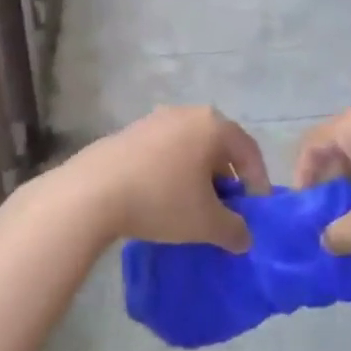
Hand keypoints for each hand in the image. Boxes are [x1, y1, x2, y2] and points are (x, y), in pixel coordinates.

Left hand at [52, 106, 270, 252]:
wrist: (92, 193)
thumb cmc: (161, 200)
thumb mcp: (206, 223)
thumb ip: (235, 230)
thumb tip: (244, 237)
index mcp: (213, 125)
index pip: (249, 151)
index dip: (258, 182)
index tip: (256, 211)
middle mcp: (186, 113)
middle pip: (219, 146)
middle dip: (226, 179)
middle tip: (226, 209)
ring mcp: (154, 119)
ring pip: (190, 148)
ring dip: (198, 175)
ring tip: (193, 206)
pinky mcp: (129, 132)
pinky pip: (164, 151)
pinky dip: (172, 171)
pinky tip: (162, 198)